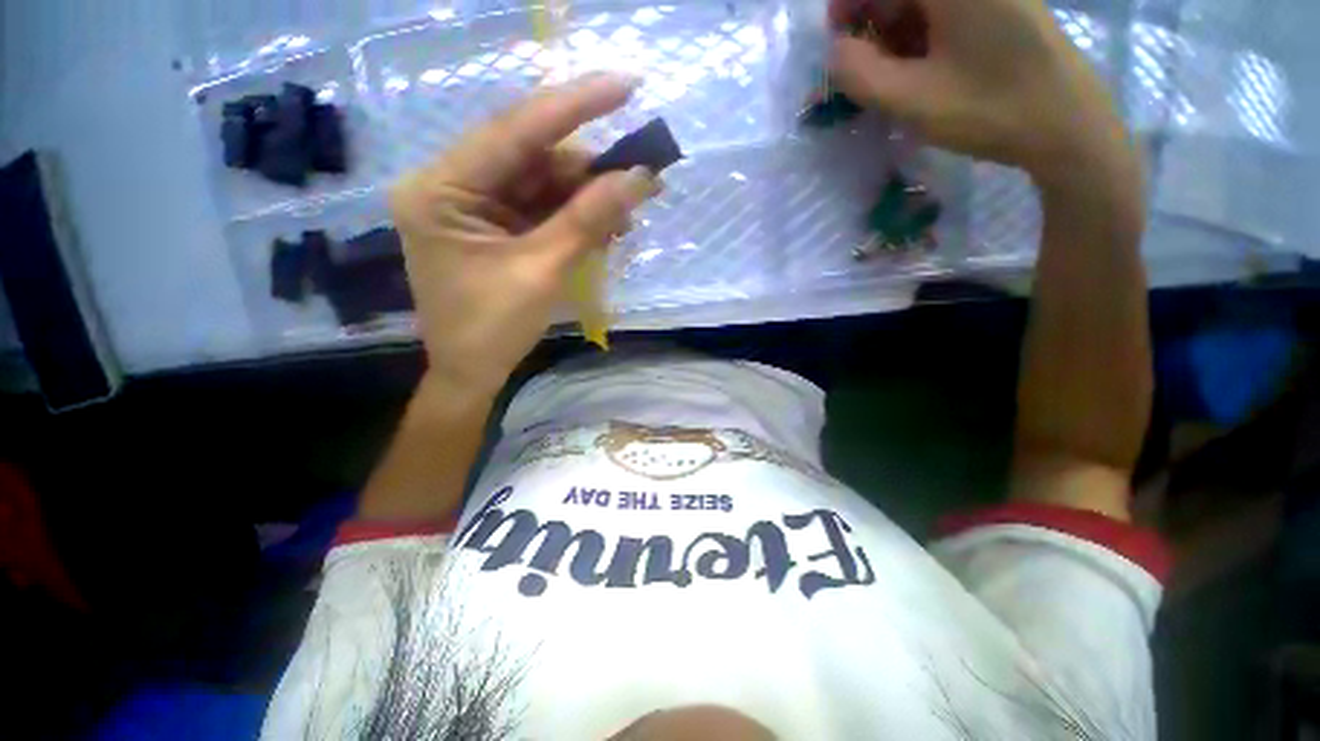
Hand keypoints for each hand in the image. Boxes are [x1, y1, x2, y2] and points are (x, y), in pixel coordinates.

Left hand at [389, 73, 659, 395]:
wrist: (473, 373)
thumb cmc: (492, 329)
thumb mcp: (542, 271)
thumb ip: (588, 220)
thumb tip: (639, 178)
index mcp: (442, 188)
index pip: (515, 131)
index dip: (574, 106)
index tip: (626, 85)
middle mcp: (454, 185)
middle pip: (533, 157)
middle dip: (590, 170)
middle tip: (641, 178)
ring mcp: (477, 206)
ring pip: (544, 184)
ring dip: (589, 198)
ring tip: (627, 219)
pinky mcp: (497, 227)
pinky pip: (545, 209)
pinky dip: (578, 218)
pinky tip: (606, 229)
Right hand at [829, 0, 1128, 181]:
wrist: (1068, 125)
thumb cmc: (988, 110)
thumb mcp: (910, 99)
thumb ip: (859, 73)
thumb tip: (835, 50)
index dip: (848, 5)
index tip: (836, 45)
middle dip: (872, 21)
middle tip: (863, 69)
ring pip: (923, 3)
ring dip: (896, 33)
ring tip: (891, 77)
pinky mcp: (1004, 7)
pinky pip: (948, 12)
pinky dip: (923, 36)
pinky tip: (920, 70)